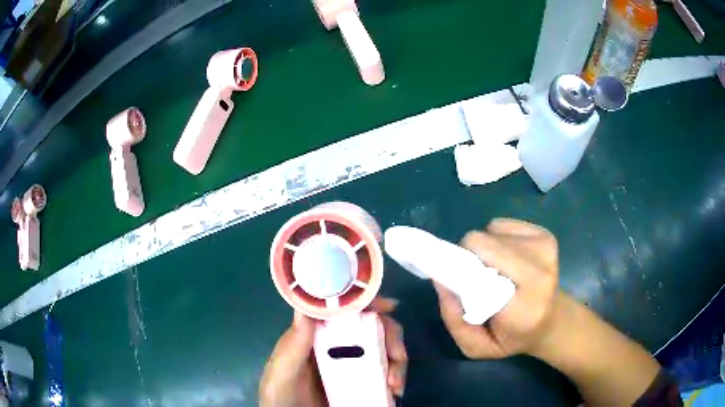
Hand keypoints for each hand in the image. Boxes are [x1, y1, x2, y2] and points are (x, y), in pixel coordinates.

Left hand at [259, 297, 407, 406]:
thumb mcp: (283, 370)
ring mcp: (350, 364)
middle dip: (390, 336)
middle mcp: (336, 345)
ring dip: (396, 360)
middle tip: (397, 355)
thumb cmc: (281, 393)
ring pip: (381, 349)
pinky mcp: (360, 381)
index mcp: (315, 335)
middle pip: (370, 327)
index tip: (388, 308)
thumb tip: (305, 306)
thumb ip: (293, 345)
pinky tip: (395, 391)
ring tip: (395, 384)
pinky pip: (383, 372)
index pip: (343, 310)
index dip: (367, 303)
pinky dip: (395, 376)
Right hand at [434, 218, 559, 358]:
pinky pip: (501, 225)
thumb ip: (454, 320)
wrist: (551, 321)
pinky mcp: (545, 235)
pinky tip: (507, 260)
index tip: (453, 282)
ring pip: (490, 231)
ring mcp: (545, 248)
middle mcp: (540, 272)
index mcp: (525, 307)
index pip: (480, 273)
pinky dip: (496, 239)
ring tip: (496, 272)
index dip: (459, 271)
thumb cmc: (512, 338)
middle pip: (481, 242)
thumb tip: (440, 279)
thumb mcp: (476, 347)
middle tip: (476, 278)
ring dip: (485, 250)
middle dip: (469, 257)